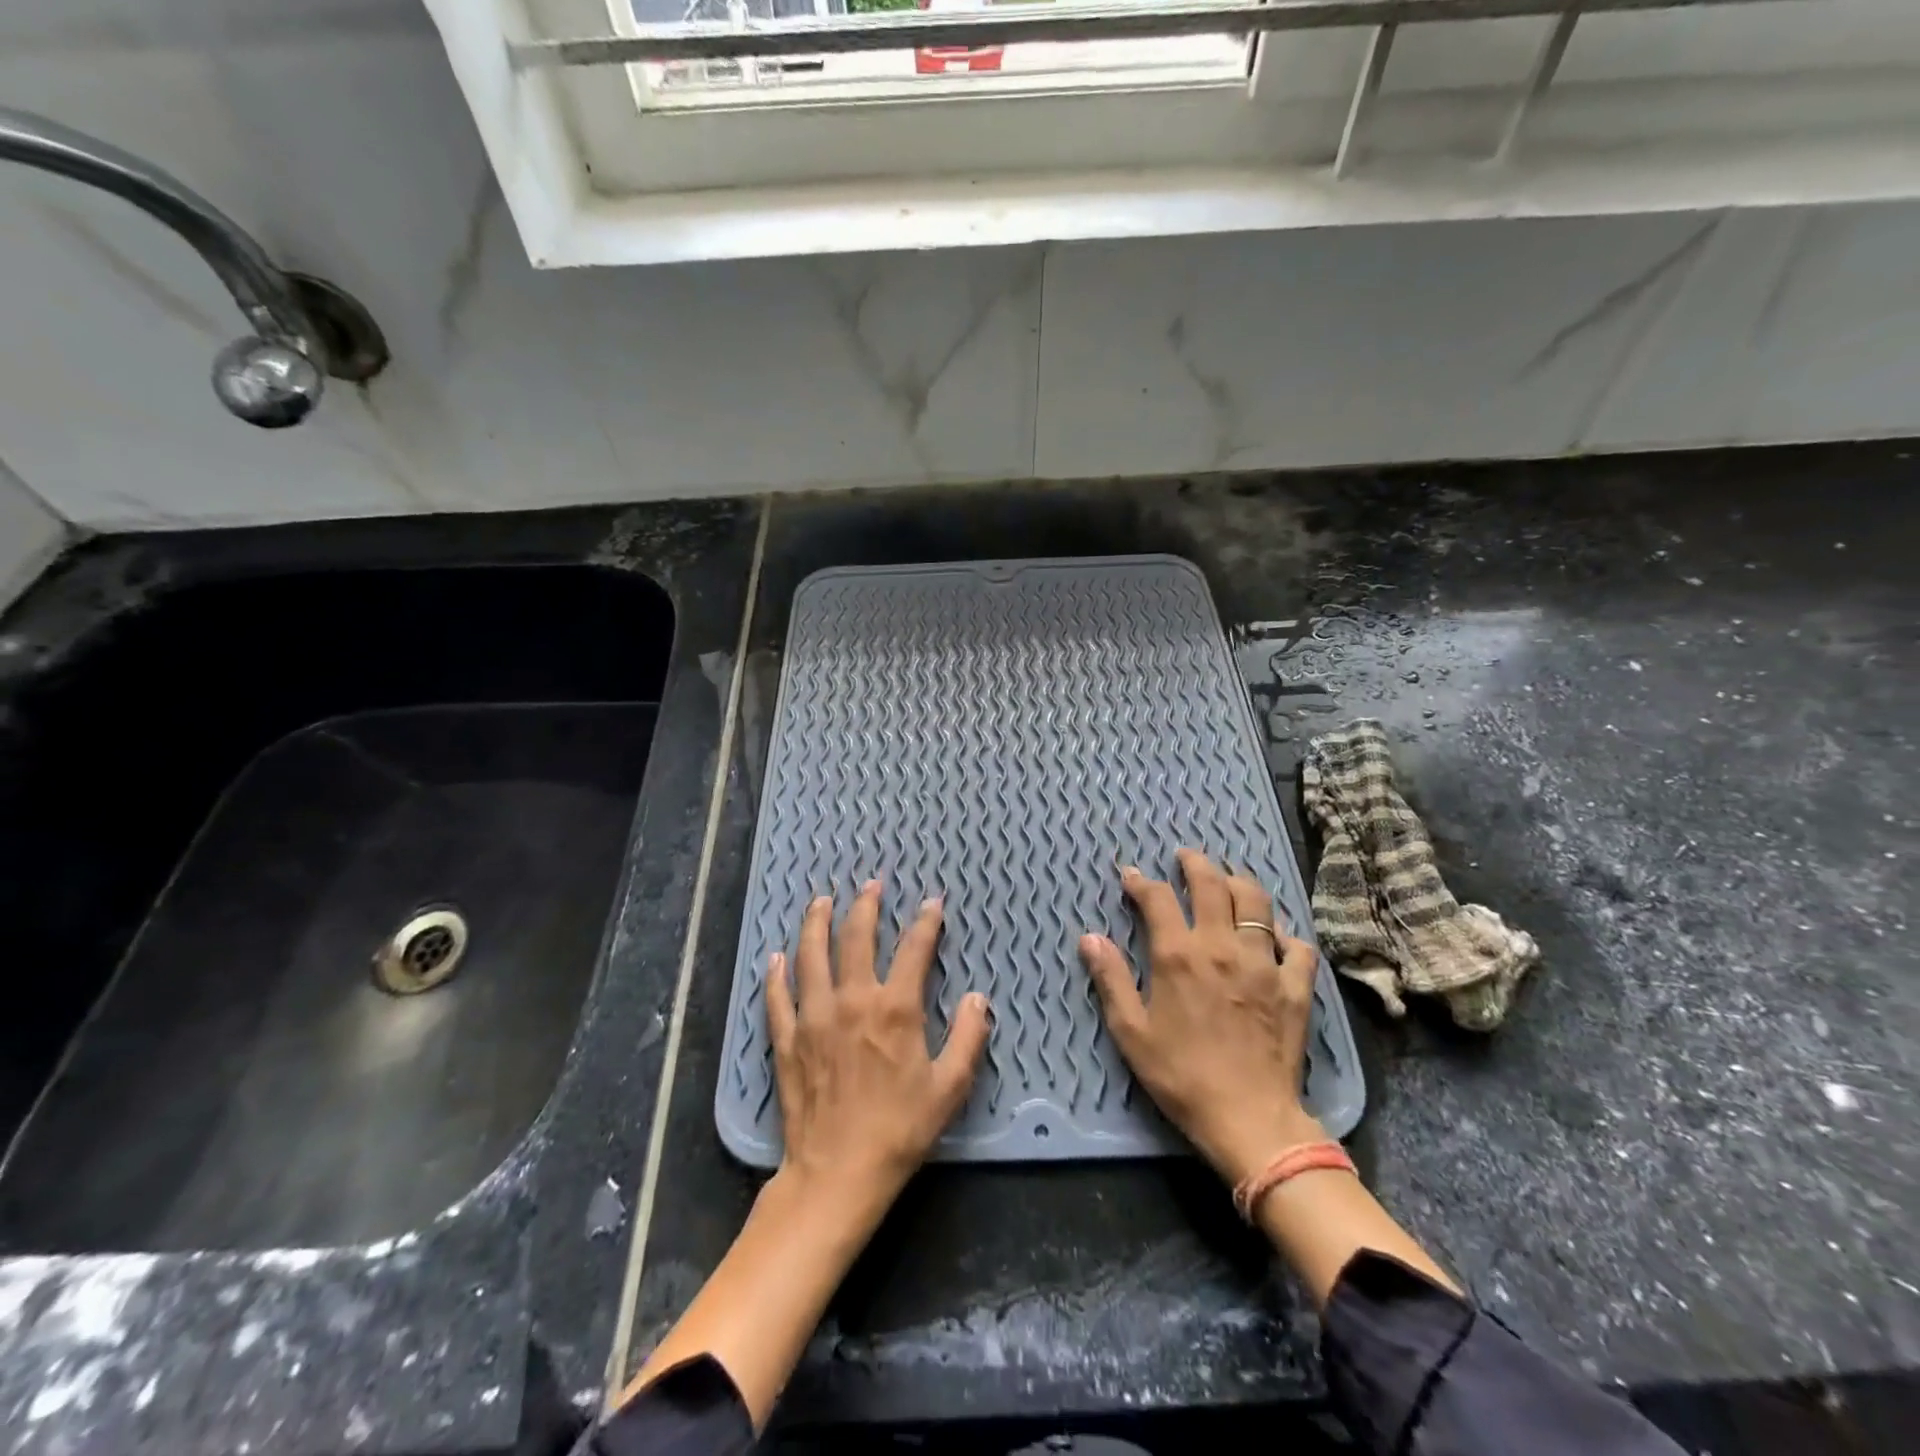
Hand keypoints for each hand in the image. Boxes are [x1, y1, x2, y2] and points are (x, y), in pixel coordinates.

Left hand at [769, 880, 991, 1221]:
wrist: (838, 1173)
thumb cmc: (900, 1129)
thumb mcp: (949, 1087)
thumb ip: (968, 1037)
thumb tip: (977, 997)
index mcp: (894, 1008)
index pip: (913, 950)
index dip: (926, 922)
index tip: (932, 904)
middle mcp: (852, 1000)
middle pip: (856, 938)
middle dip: (866, 906)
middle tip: (871, 885)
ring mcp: (814, 1017)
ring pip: (811, 956)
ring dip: (817, 923)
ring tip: (821, 900)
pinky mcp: (787, 1040)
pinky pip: (778, 997)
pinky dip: (776, 975)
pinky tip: (776, 957)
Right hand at [1080, 849, 1323, 1186]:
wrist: (1250, 1119)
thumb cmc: (1181, 1076)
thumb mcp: (1131, 1032)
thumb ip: (1111, 978)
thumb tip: (1089, 937)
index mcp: (1179, 955)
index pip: (1157, 898)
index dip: (1140, 881)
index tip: (1130, 875)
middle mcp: (1222, 946)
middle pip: (1212, 884)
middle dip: (1195, 863)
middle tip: (1185, 856)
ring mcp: (1264, 963)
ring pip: (1258, 902)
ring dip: (1240, 881)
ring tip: (1229, 877)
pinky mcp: (1295, 986)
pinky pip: (1297, 945)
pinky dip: (1285, 933)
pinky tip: (1276, 935)